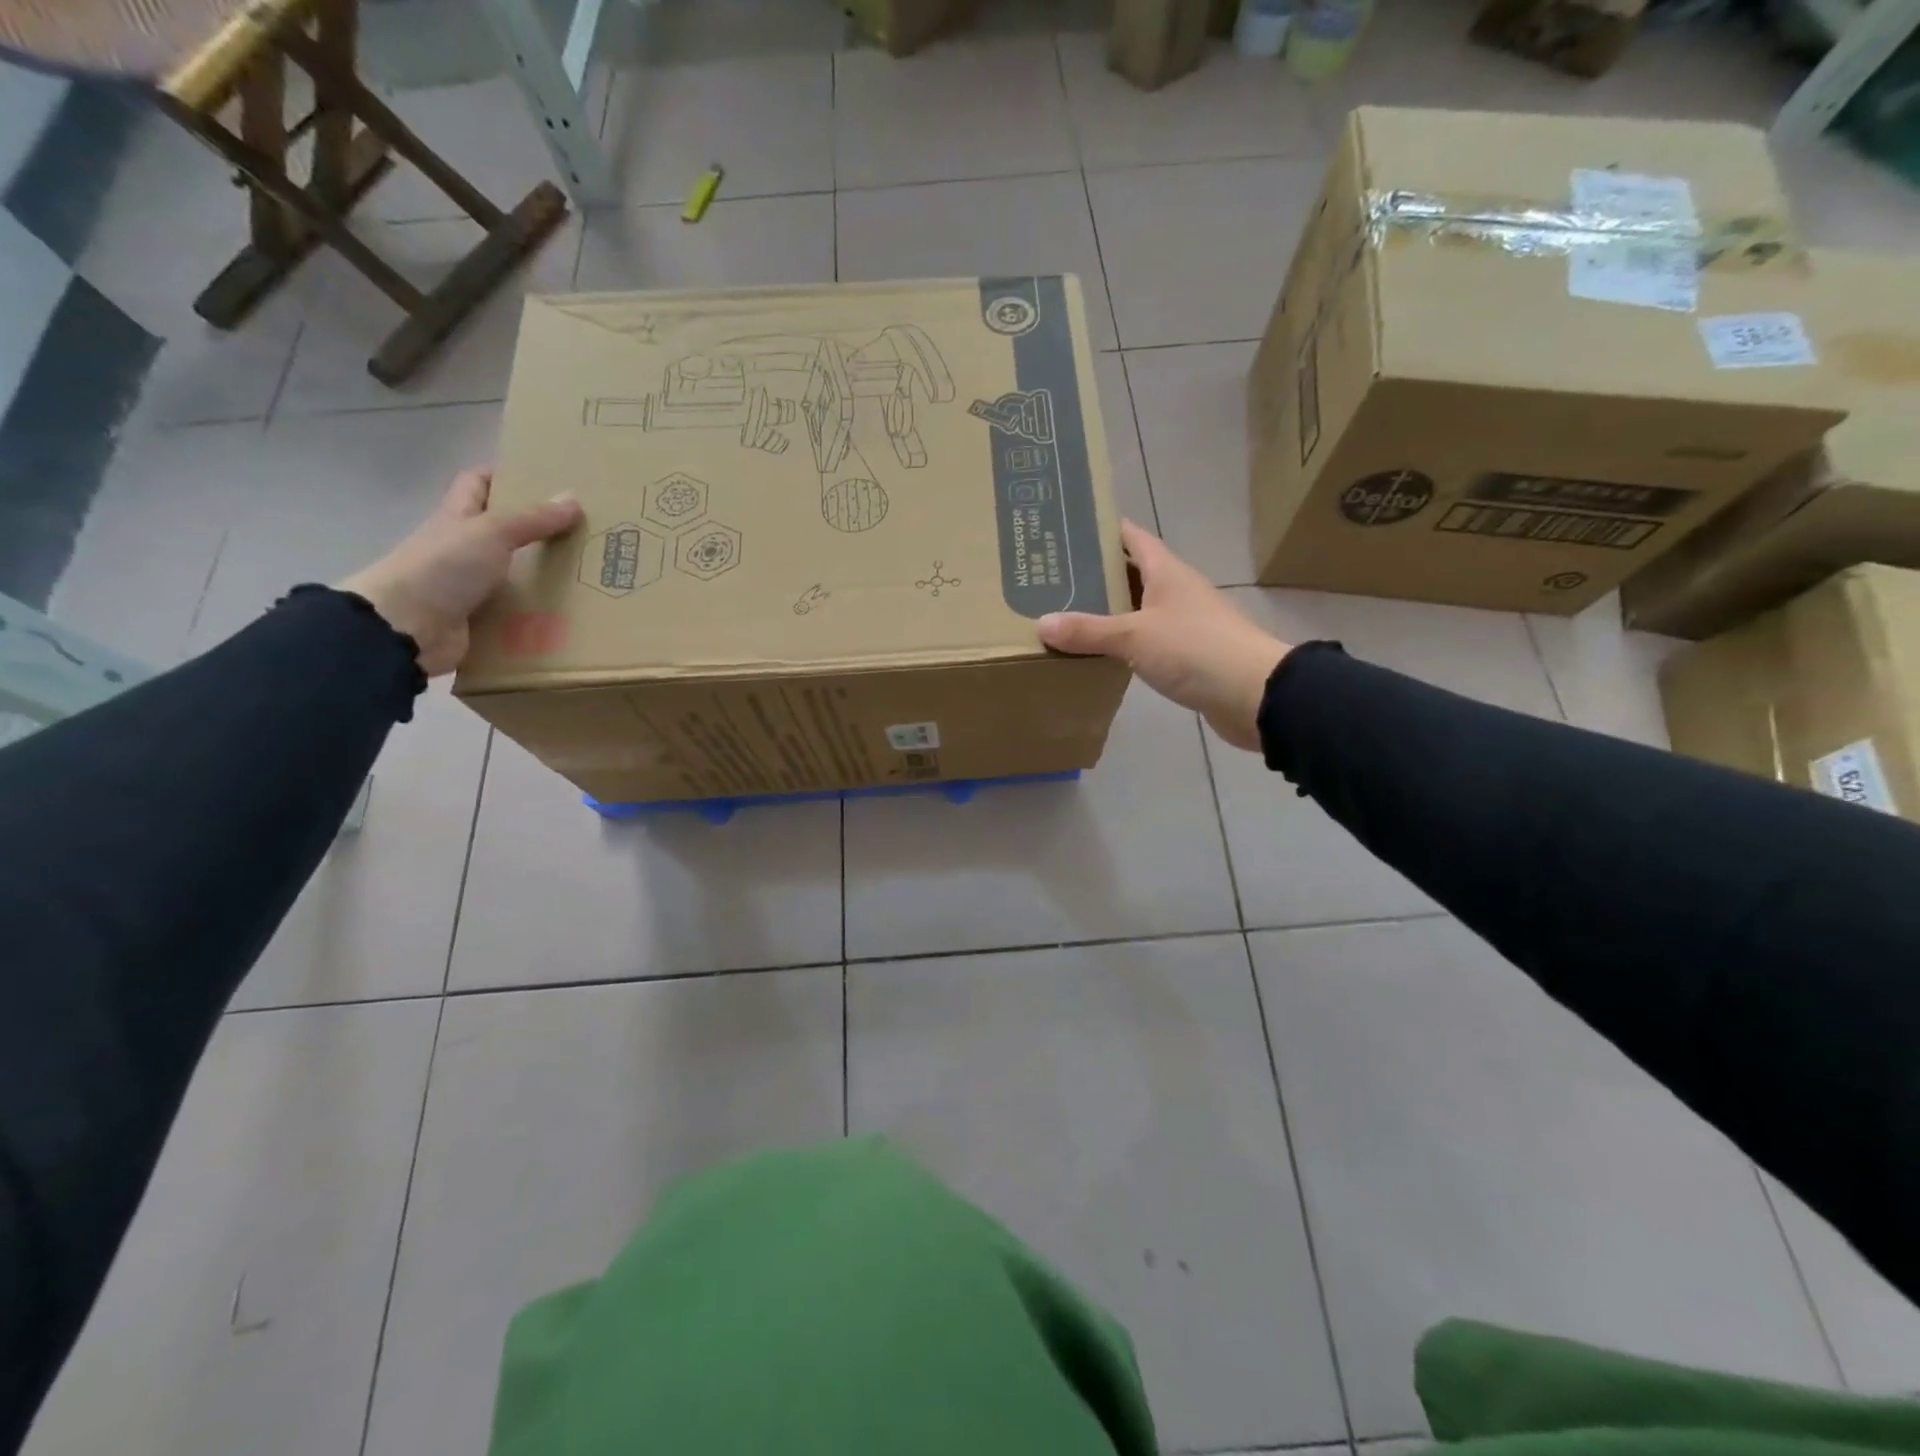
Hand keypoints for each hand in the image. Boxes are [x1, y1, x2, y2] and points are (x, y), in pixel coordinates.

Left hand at [339, 470, 582, 676]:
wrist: (407, 627)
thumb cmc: (444, 566)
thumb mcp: (492, 532)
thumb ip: (533, 519)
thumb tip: (573, 498)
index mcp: (459, 517)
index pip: (477, 483)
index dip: (505, 475)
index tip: (544, 479)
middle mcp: (463, 547)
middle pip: (503, 530)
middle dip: (538, 529)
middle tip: (582, 530)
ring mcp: (470, 584)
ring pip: (514, 572)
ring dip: (543, 575)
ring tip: (587, 573)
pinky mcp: (481, 618)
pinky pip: (516, 611)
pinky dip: (538, 612)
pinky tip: (568, 613)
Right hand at [1038, 520, 1290, 752]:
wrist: (1253, 694)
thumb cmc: (1195, 649)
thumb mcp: (1134, 636)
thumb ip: (1089, 631)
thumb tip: (1042, 624)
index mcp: (1167, 571)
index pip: (1132, 537)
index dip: (1103, 530)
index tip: (1067, 531)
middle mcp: (1177, 590)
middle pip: (1132, 573)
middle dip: (1096, 574)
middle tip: (1053, 579)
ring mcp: (1185, 623)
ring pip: (1138, 609)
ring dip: (1109, 611)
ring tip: (1066, 615)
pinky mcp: (1188, 654)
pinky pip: (1147, 640)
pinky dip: (1123, 642)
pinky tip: (1099, 653)